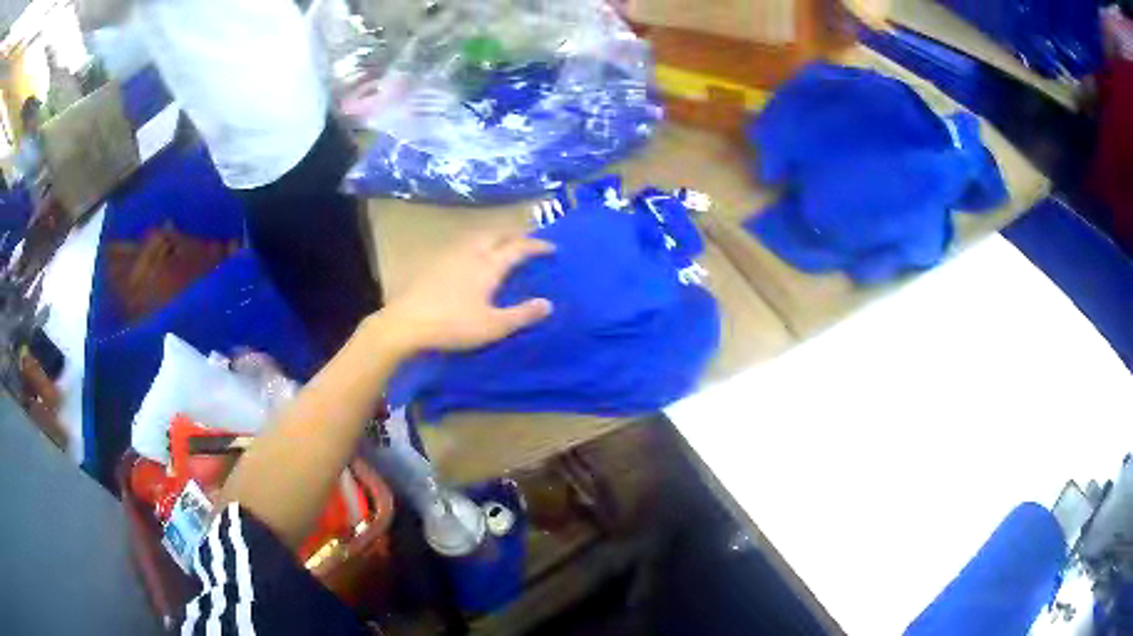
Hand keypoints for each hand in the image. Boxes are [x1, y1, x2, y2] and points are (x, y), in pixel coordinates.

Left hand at [380, 233, 554, 353]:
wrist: (406, 323)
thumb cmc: (453, 325)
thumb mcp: (493, 326)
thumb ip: (522, 315)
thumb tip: (548, 304)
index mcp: (488, 265)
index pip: (518, 248)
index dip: (537, 246)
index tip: (552, 248)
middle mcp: (471, 253)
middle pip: (497, 234)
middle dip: (516, 235)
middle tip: (528, 243)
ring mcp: (450, 255)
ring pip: (478, 237)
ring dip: (496, 238)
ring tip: (503, 248)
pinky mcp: (435, 263)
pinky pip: (464, 246)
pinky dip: (478, 246)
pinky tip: (473, 260)